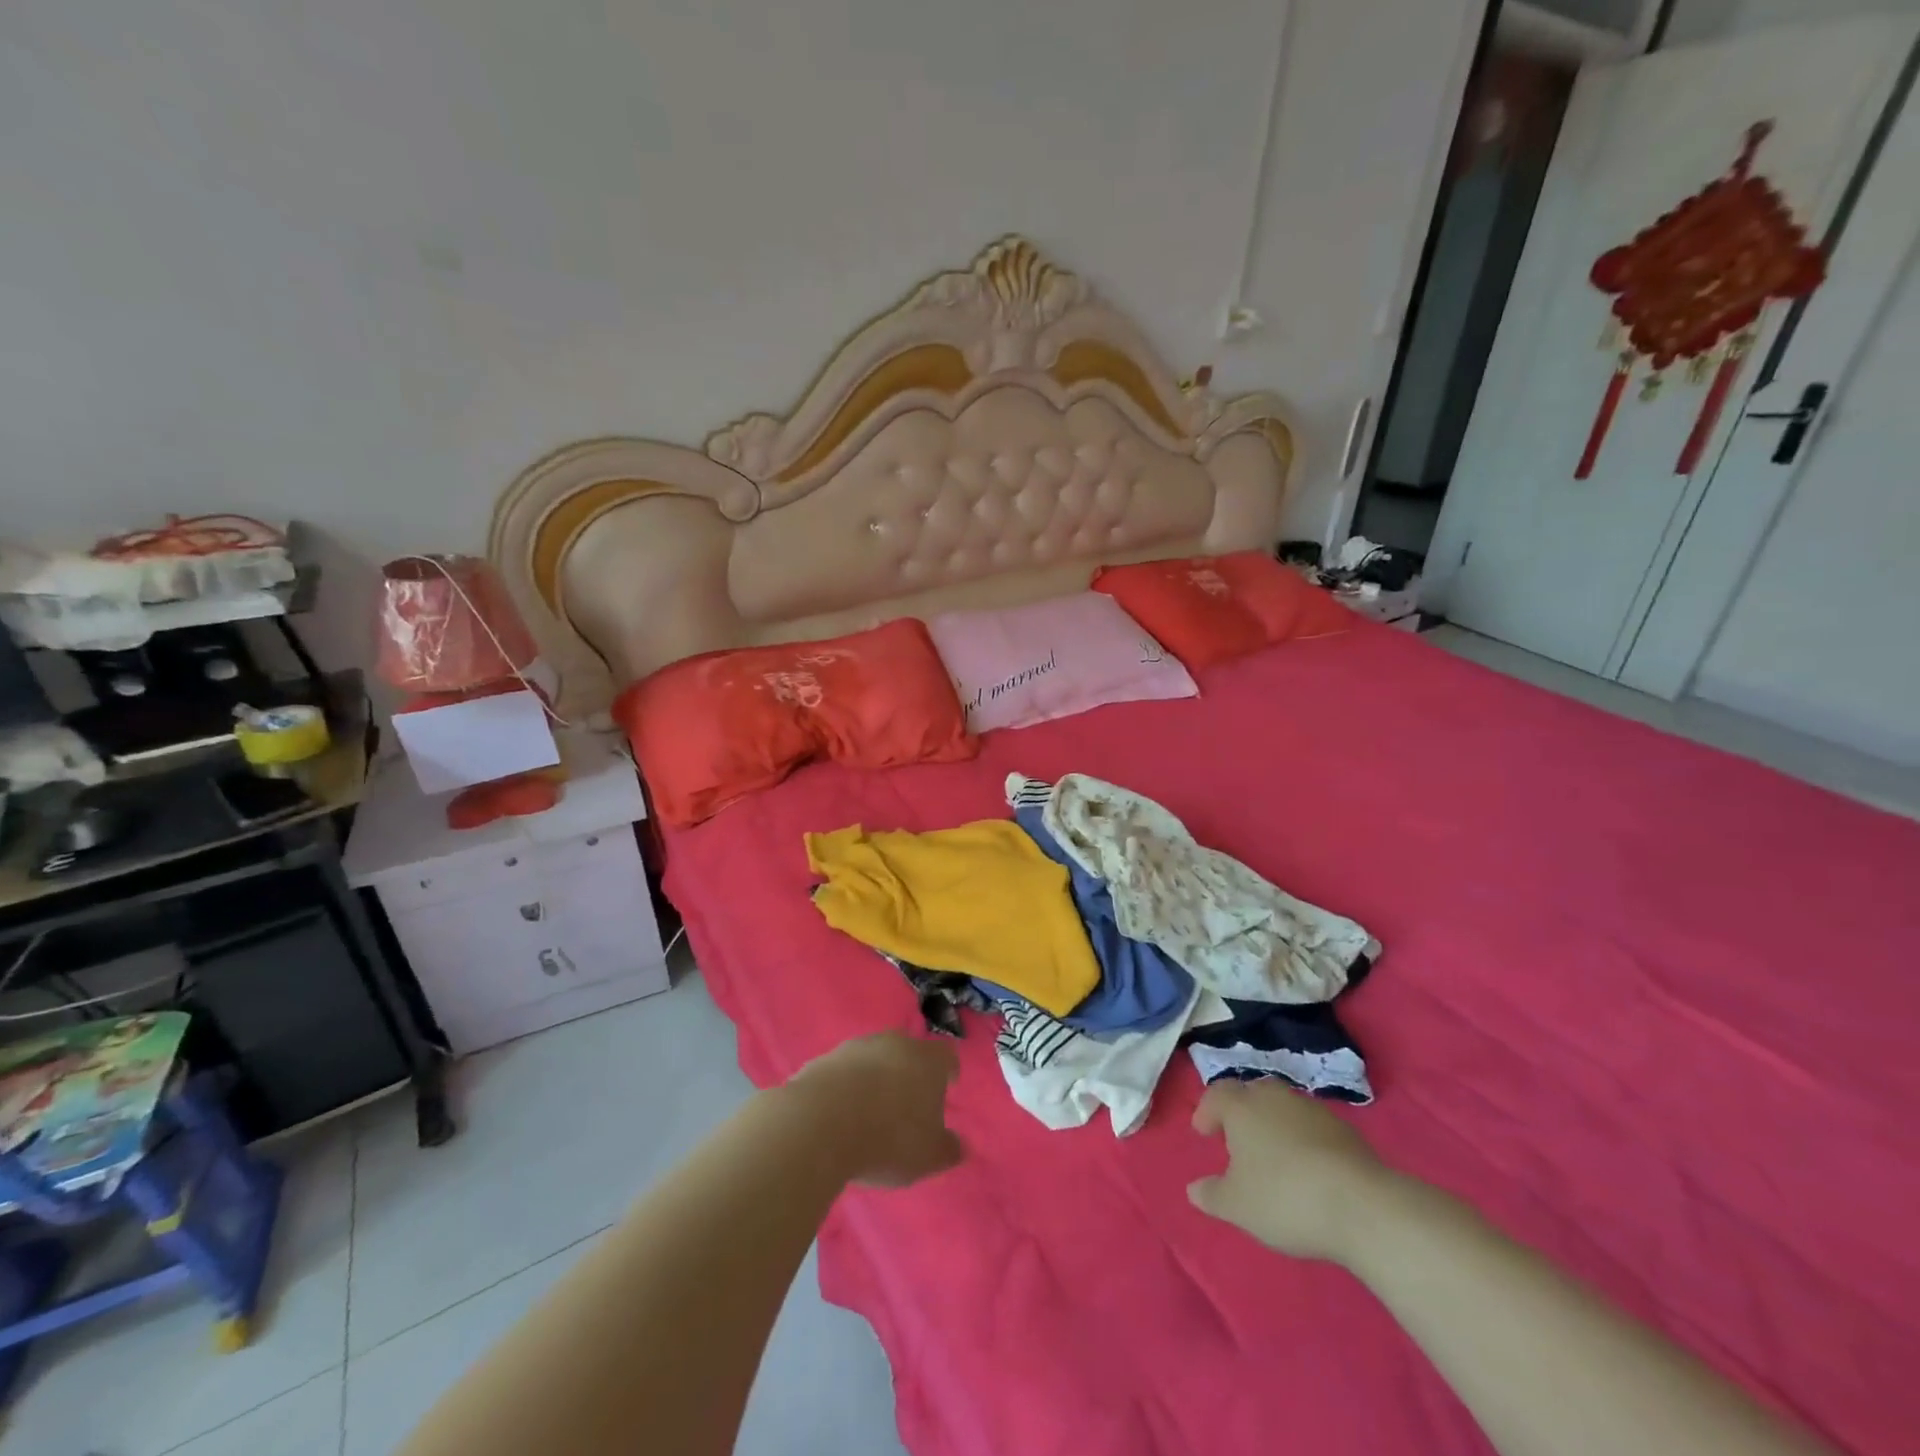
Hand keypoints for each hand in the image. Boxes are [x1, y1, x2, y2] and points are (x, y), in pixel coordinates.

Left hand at [789, 1032, 964, 1188]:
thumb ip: (948, 1149)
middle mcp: (895, 1043)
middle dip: (910, 1073)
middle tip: (908, 1102)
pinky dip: (846, 1087)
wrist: (821, 1123)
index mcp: (927, 1060)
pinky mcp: (824, 1059)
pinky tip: (841, 1114)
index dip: (948, 1071)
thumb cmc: (889, 1137)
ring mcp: (857, 1047)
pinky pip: (844, 1072)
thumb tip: (959, 1145)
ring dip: (876, 1078)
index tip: (948, 1085)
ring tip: (871, 1111)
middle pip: (909, 1052)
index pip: (947, 1056)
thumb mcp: (928, 1156)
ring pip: (874, 1058)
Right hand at [1187, 1080, 1393, 1262]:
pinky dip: (1304, 1140)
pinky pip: (1313, 1128)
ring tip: (1274, 1156)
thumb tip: (1193, 1189)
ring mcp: (1313, 1111)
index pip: (1217, 1094)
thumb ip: (1212, 1195)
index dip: (1207, 1111)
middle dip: (1242, 1111)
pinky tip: (1309, 1169)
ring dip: (1275, 1124)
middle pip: (1252, 1093)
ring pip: (1284, 1108)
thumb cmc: (1285, 1198)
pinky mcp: (1346, 1131)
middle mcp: (1275, 1098)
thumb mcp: (1238, 1206)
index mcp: (1242, 1107)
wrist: (1362, 1207)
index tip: (1203, 1133)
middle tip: (1238, 1139)